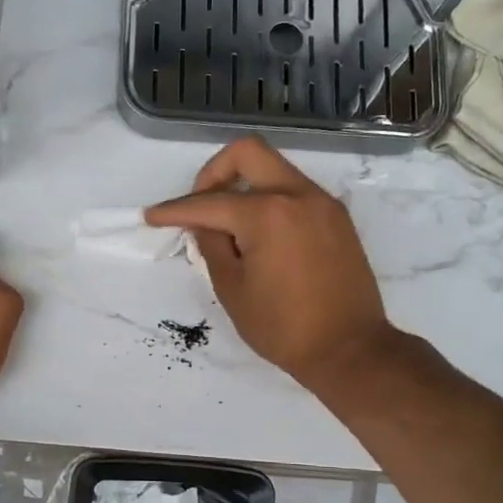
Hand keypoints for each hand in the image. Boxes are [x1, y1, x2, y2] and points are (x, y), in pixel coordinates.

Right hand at [146, 136, 395, 391]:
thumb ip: (212, 246)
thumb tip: (205, 225)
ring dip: (244, 186)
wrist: (350, 349)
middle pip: (247, 153)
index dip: (175, 210)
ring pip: (274, 169)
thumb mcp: (233, 290)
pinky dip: (270, 201)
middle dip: (213, 172)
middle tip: (199, 206)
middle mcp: (298, 195)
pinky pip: (295, 192)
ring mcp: (323, 203)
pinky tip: (259, 236)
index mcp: (268, 214)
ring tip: (229, 228)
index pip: (210, 202)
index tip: (152, 217)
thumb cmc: (284, 328)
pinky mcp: (337, 218)